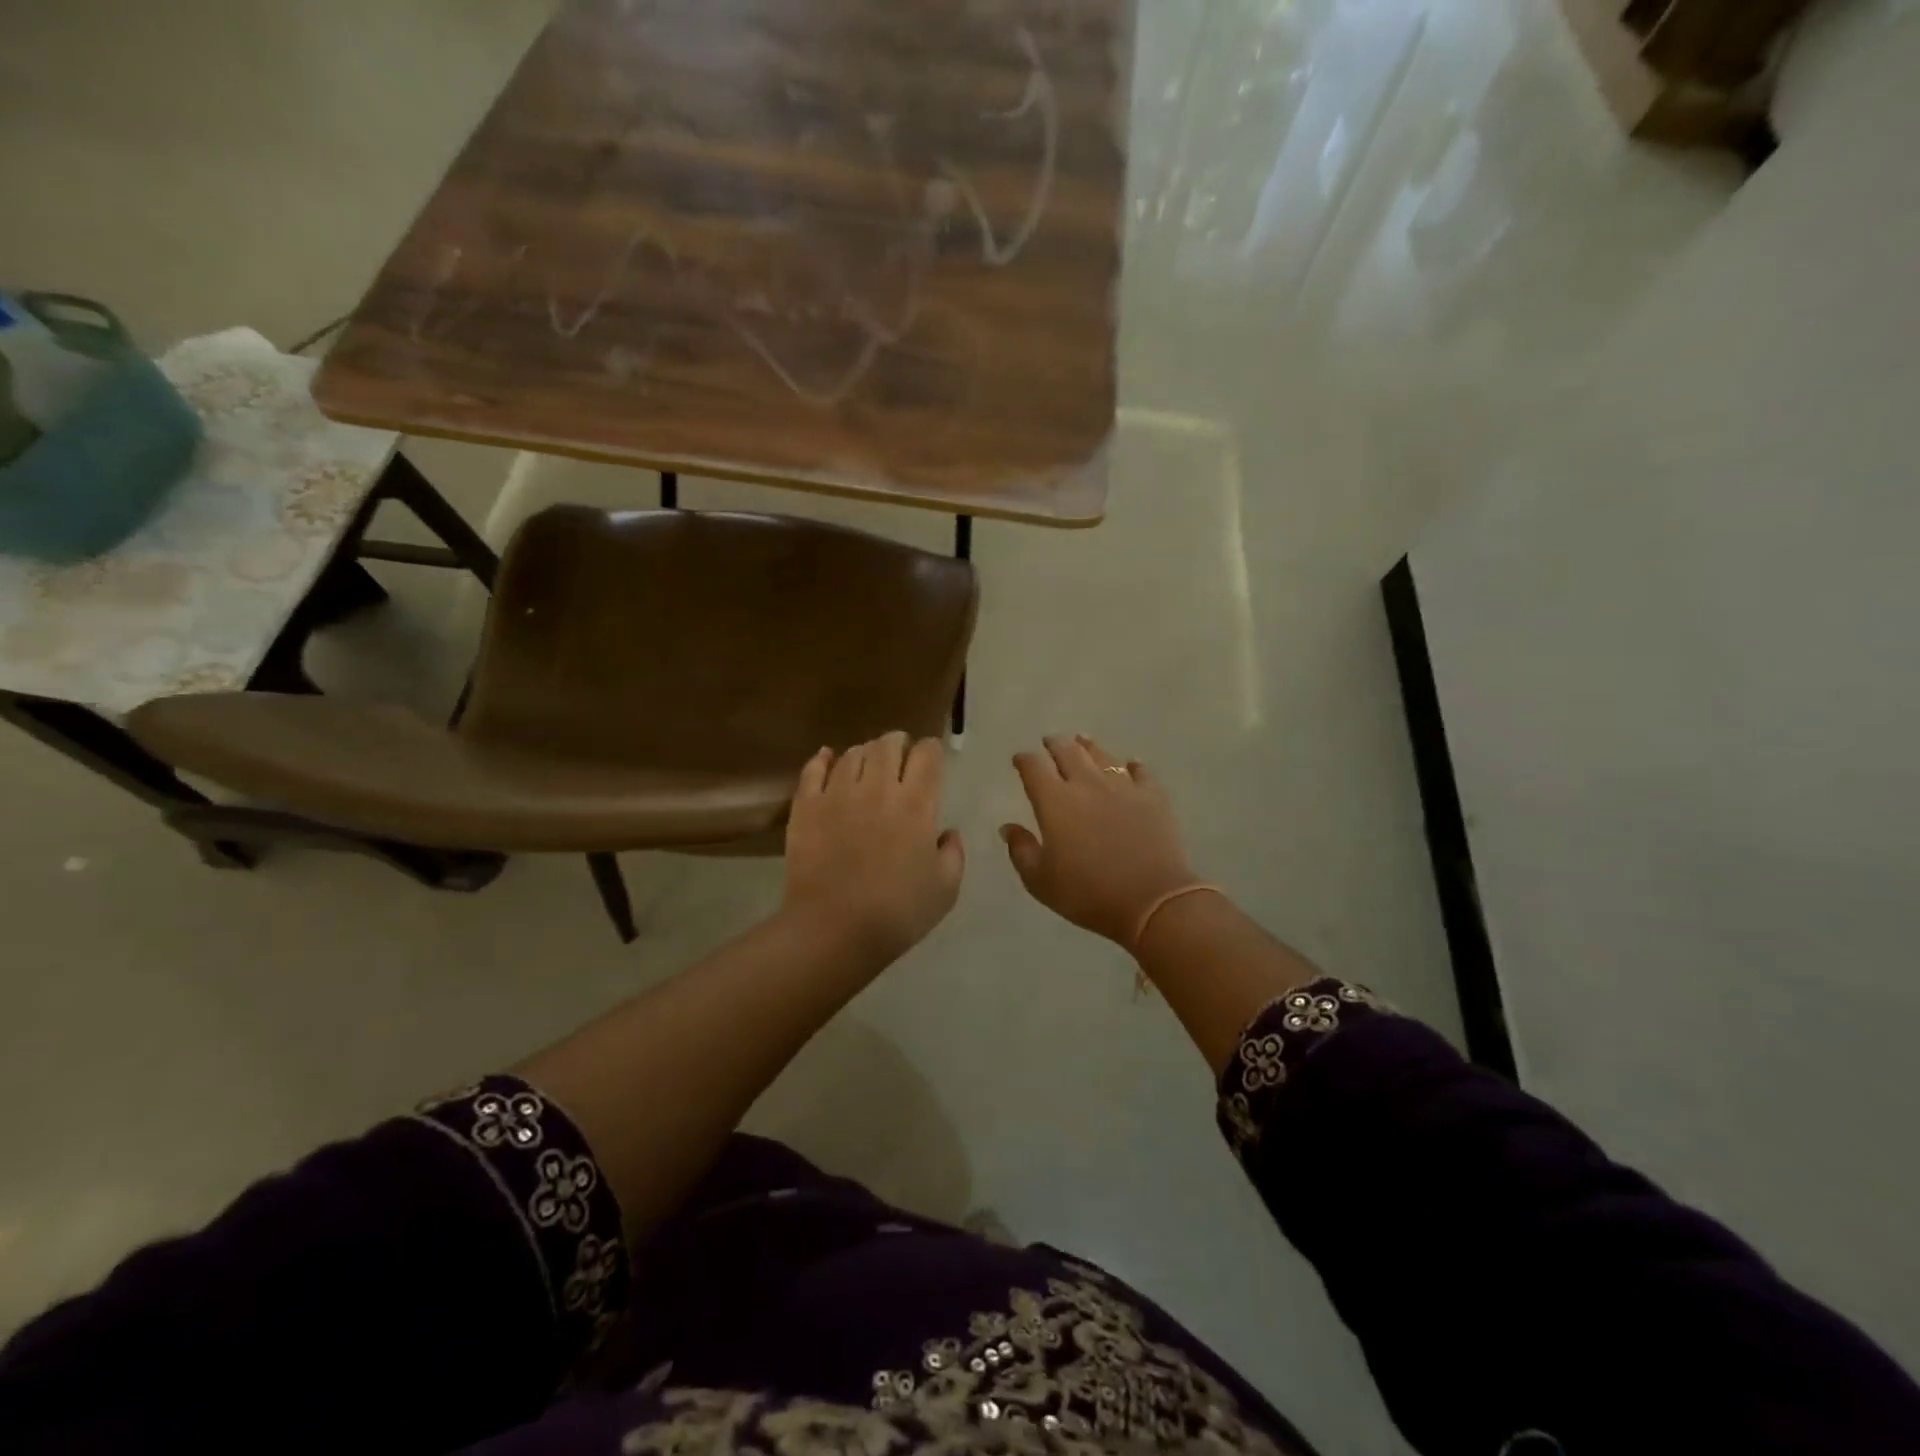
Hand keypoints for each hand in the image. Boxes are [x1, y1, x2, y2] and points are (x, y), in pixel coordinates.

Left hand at [783, 731, 964, 961]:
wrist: (833, 930)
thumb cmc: (897, 913)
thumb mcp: (946, 889)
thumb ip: (953, 853)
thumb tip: (946, 833)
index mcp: (916, 804)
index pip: (928, 754)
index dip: (932, 751)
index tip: (931, 761)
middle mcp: (877, 787)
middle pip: (888, 743)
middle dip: (898, 744)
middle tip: (899, 758)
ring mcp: (837, 793)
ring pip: (853, 753)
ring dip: (865, 753)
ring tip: (867, 766)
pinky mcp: (806, 806)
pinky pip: (813, 769)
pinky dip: (823, 759)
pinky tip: (827, 758)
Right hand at [1002, 735, 1198, 947]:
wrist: (1151, 900)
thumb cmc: (1088, 893)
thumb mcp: (1040, 881)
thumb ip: (1021, 850)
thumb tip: (1008, 827)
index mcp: (1055, 801)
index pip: (1033, 767)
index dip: (1024, 760)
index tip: (1019, 760)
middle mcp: (1087, 784)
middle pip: (1068, 751)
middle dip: (1055, 744)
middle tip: (1049, 741)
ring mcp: (1123, 786)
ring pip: (1102, 755)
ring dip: (1088, 746)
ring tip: (1083, 741)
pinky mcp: (1153, 796)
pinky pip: (1140, 771)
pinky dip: (1131, 765)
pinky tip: (1130, 765)